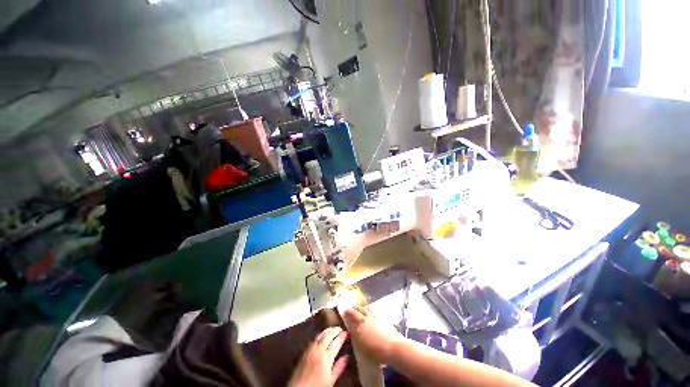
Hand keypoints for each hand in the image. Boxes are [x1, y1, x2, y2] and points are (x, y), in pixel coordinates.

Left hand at [288, 327, 349, 386]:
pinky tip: (322, 335)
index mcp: (326, 358)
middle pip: (328, 335)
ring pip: (320, 335)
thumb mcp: (330, 380)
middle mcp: (318, 350)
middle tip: (340, 328)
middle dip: (335, 330)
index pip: (336, 343)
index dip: (342, 336)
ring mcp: (310, 349)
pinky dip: (320, 334)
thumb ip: (339, 367)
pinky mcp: (305, 351)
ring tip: (333, 329)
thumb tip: (346, 357)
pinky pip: (314, 338)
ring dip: (327, 330)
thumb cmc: (317, 386)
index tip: (346, 332)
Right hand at [342, 305, 402, 363]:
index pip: (350, 318)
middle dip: (351, 309)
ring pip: (364, 308)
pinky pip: (371, 309)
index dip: (347, 316)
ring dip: (359, 307)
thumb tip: (353, 331)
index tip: (344, 314)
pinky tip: (368, 310)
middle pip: (356, 311)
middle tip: (348, 308)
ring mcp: (374, 316)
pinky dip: (367, 308)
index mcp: (359, 326)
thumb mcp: (363, 348)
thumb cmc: (377, 352)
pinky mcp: (381, 317)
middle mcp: (365, 318)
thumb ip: (357, 338)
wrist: (393, 347)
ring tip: (357, 307)